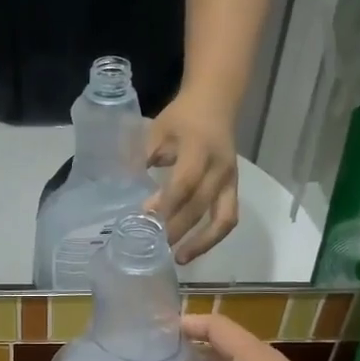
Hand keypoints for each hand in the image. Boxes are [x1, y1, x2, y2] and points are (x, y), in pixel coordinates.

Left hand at [145, 93, 240, 262]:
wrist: (217, 101)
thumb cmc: (182, 117)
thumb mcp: (157, 131)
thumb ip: (144, 158)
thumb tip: (125, 189)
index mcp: (199, 149)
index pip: (184, 182)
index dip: (167, 203)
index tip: (147, 219)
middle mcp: (219, 167)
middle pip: (200, 205)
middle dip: (177, 229)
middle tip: (154, 247)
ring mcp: (230, 180)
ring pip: (223, 219)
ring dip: (202, 243)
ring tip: (179, 259)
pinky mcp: (233, 189)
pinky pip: (228, 218)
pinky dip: (211, 237)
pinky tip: (192, 249)